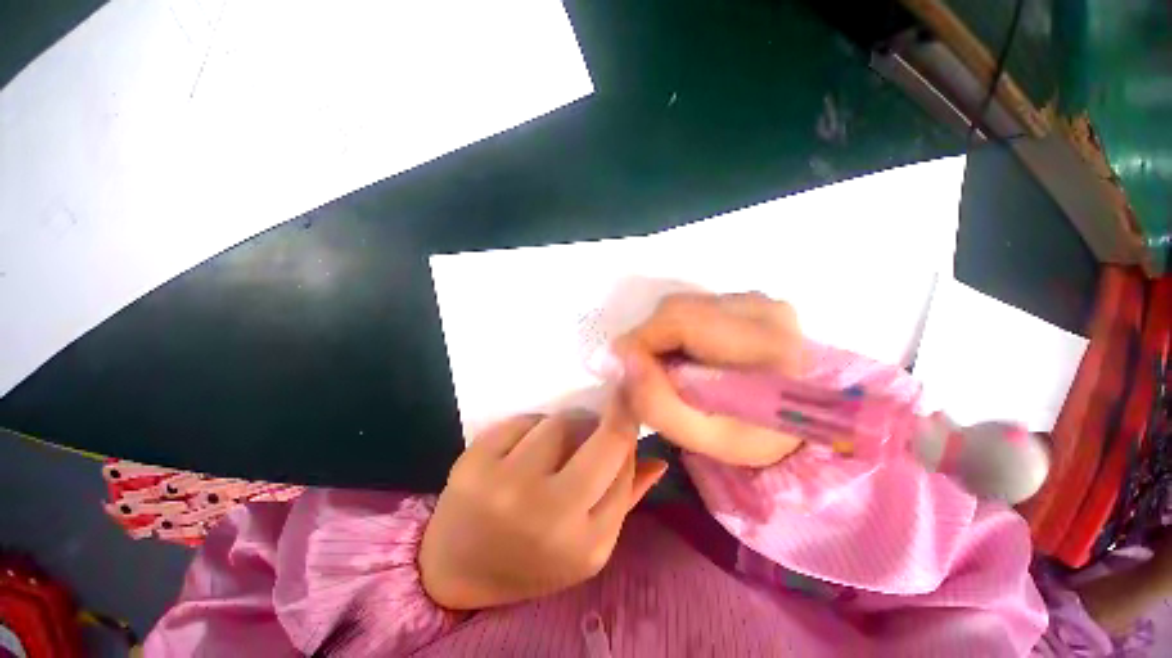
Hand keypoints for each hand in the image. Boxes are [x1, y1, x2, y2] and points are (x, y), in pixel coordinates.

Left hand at [419, 396, 666, 609]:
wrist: (458, 569)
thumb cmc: (533, 560)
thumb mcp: (589, 546)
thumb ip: (625, 499)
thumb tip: (657, 459)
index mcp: (583, 541)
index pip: (622, 461)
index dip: (629, 427)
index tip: (630, 405)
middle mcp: (546, 513)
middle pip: (598, 436)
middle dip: (608, 417)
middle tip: (602, 417)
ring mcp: (505, 485)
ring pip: (559, 423)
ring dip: (566, 427)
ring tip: (556, 447)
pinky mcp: (474, 462)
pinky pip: (523, 421)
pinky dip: (532, 428)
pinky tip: (524, 449)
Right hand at [613, 292, 805, 466]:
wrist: (794, 422)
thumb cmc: (752, 436)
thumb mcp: (702, 436)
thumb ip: (657, 403)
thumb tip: (620, 359)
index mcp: (765, 346)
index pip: (682, 322)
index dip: (641, 340)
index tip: (619, 367)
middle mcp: (764, 310)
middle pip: (678, 309)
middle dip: (648, 339)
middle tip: (641, 372)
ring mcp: (757, 300)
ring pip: (682, 306)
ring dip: (661, 335)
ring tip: (666, 368)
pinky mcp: (748, 300)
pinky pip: (693, 307)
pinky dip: (676, 331)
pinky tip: (685, 355)